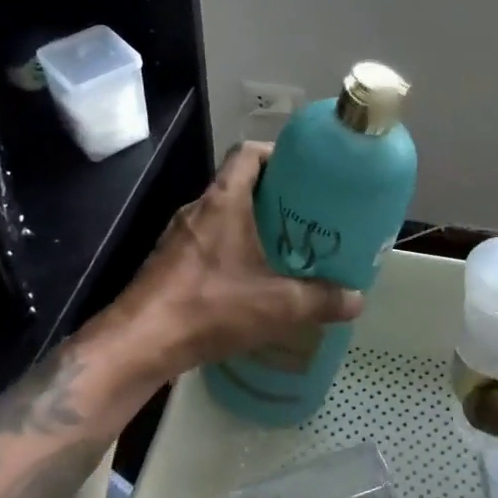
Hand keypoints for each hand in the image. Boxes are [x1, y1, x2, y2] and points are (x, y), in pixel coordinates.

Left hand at [100, 142, 363, 381]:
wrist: (139, 343)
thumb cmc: (208, 308)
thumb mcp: (277, 305)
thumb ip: (322, 300)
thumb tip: (358, 299)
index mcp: (223, 202)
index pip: (247, 153)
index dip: (277, 154)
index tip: (304, 171)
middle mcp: (198, 210)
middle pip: (239, 184)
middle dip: (274, 195)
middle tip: (307, 214)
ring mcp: (179, 236)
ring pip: (223, 215)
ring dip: (252, 224)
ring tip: (286, 246)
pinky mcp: (168, 262)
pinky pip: (208, 241)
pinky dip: (232, 248)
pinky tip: (251, 278)